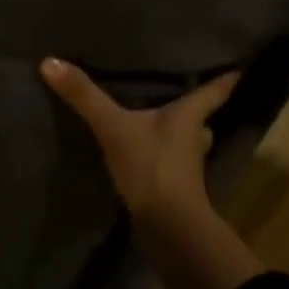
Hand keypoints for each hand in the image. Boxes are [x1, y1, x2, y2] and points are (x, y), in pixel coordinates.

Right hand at [39, 58, 241, 221]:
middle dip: (196, 109)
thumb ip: (83, 95)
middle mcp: (194, 138)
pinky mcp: (174, 189)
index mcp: (189, 116)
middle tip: (185, 93)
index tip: (238, 68)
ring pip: (189, 143)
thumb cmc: (151, 166)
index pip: (213, 92)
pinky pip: (171, 164)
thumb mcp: (112, 126)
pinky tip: (147, 154)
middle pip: (202, 119)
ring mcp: (187, 167)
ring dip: (180, 135)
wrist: (167, 227)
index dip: (225, 79)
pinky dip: (163, 156)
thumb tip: (49, 61)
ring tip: (162, 123)